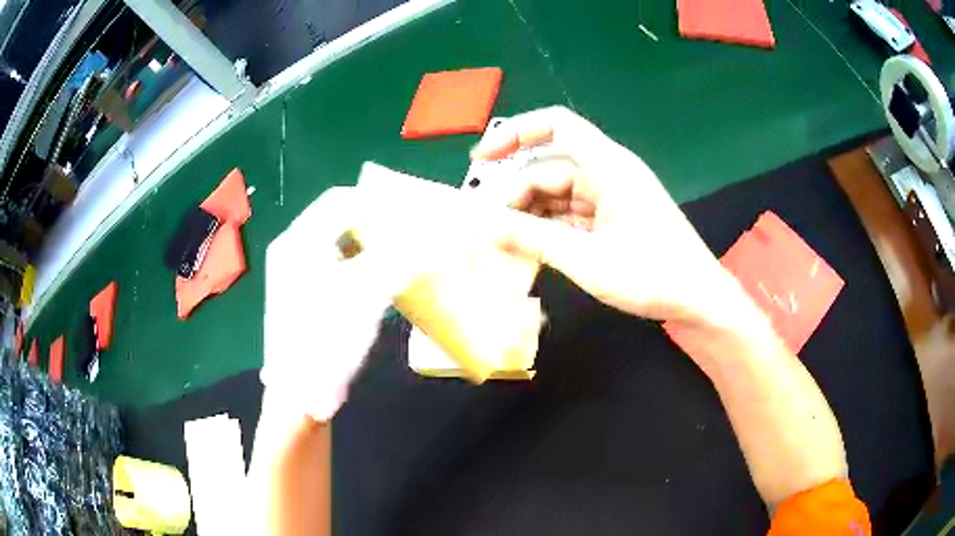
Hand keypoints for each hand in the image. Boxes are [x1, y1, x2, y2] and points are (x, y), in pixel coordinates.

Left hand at [262, 187, 407, 421]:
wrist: (298, 394)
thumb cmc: (327, 339)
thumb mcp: (367, 295)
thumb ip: (400, 258)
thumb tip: (434, 236)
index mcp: (300, 240)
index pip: (341, 200)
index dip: (377, 201)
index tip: (410, 211)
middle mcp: (292, 249)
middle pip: (337, 219)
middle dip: (375, 222)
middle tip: (408, 231)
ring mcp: (293, 272)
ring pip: (336, 243)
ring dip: (367, 243)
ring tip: (399, 252)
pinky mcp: (300, 294)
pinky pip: (331, 265)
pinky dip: (356, 264)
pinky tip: (376, 278)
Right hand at [474, 106, 744, 325]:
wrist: (699, 301)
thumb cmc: (652, 276)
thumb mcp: (586, 259)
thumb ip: (531, 238)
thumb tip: (482, 223)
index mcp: (609, 167)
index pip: (557, 126)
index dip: (515, 133)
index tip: (482, 159)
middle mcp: (609, 174)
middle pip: (550, 169)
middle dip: (515, 195)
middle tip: (487, 230)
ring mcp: (612, 198)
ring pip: (558, 195)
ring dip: (529, 216)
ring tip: (502, 245)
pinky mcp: (613, 221)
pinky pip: (571, 215)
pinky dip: (548, 229)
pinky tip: (528, 249)